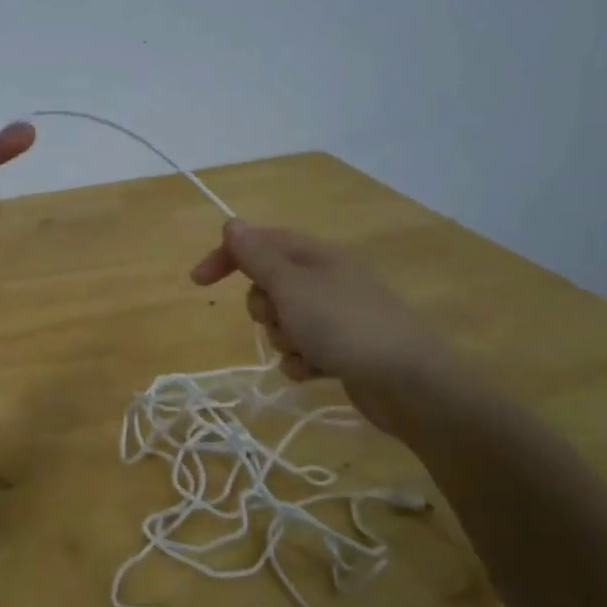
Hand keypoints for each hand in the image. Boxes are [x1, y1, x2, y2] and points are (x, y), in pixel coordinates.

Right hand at [190, 220, 455, 436]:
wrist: (408, 382)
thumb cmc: (344, 325)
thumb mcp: (291, 285)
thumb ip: (258, 256)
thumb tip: (233, 223)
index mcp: (317, 256)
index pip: (260, 243)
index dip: (227, 257)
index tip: (198, 282)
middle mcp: (327, 280)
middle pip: (269, 286)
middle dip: (264, 308)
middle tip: (280, 318)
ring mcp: (337, 316)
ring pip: (283, 322)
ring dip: (283, 339)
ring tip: (305, 351)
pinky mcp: (343, 350)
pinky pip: (302, 351)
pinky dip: (302, 362)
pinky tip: (317, 372)